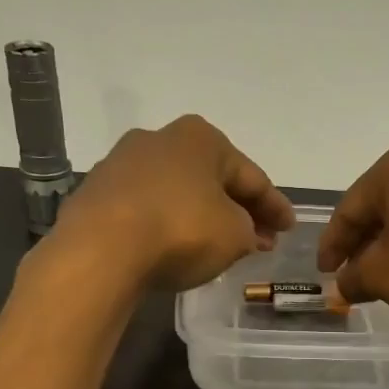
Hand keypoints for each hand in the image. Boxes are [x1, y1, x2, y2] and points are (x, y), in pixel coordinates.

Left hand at [53, 115, 294, 291]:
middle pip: (213, 180)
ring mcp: (123, 164)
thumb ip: (250, 231)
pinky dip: (170, 224)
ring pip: (179, 192)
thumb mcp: (235, 236)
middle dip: (240, 210)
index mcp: (202, 138)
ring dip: (204, 216)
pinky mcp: (99, 193)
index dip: (275, 206)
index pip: (252, 176)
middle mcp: (161, 138)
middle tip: (262, 239)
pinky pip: (149, 208)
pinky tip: (178, 246)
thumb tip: (245, 232)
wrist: (101, 250)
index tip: (289, 228)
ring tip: (222, 245)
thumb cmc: (181, 231)